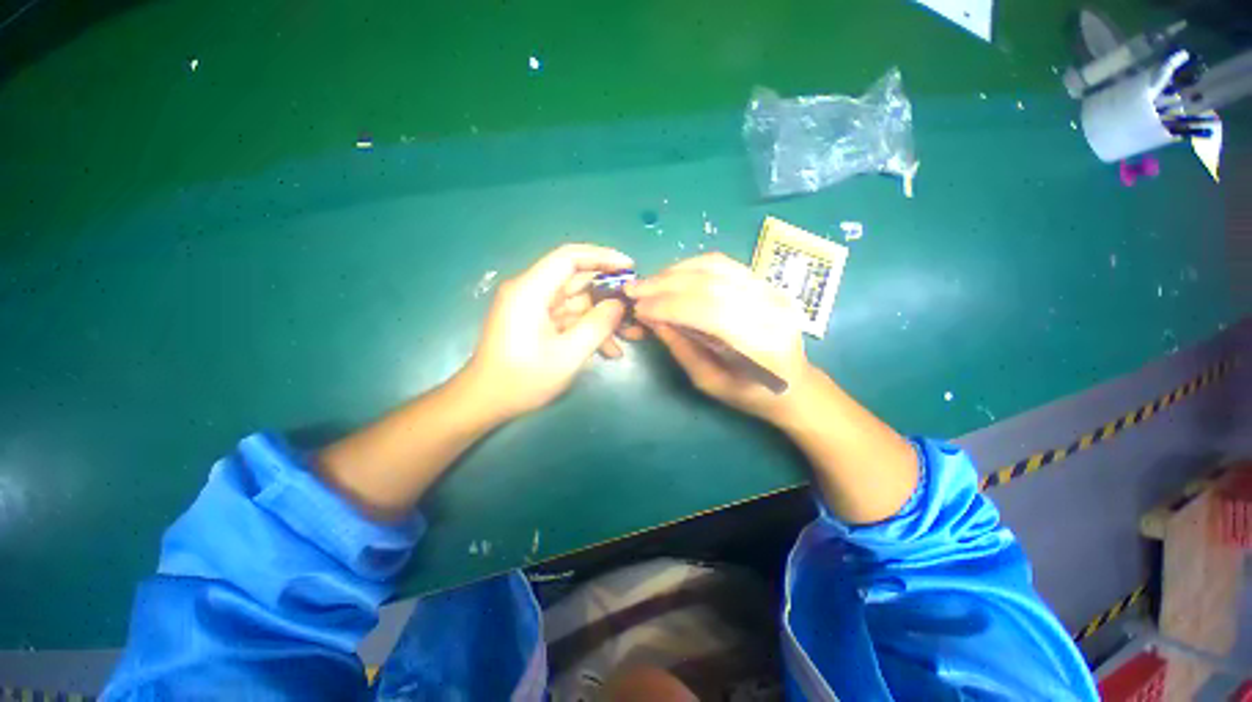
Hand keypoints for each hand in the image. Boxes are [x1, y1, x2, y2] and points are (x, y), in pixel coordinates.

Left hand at [463, 244, 633, 421]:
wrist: (485, 402)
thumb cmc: (523, 380)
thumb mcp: (568, 355)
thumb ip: (597, 326)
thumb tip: (618, 305)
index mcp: (531, 290)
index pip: (569, 257)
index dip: (601, 256)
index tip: (629, 266)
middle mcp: (530, 291)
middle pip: (575, 279)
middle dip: (606, 292)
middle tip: (633, 305)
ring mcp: (533, 307)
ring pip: (576, 301)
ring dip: (600, 317)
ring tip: (625, 336)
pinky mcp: (536, 321)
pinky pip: (568, 317)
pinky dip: (587, 328)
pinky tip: (608, 350)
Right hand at [626, 253, 812, 422]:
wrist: (795, 383)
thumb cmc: (751, 394)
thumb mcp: (710, 382)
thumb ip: (681, 348)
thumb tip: (651, 318)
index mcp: (761, 346)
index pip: (709, 313)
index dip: (669, 306)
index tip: (638, 308)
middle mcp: (771, 310)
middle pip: (711, 285)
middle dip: (665, 285)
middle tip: (634, 289)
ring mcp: (773, 291)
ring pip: (716, 267)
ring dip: (676, 271)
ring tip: (649, 282)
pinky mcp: (767, 282)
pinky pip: (724, 264)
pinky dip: (692, 265)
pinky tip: (672, 274)